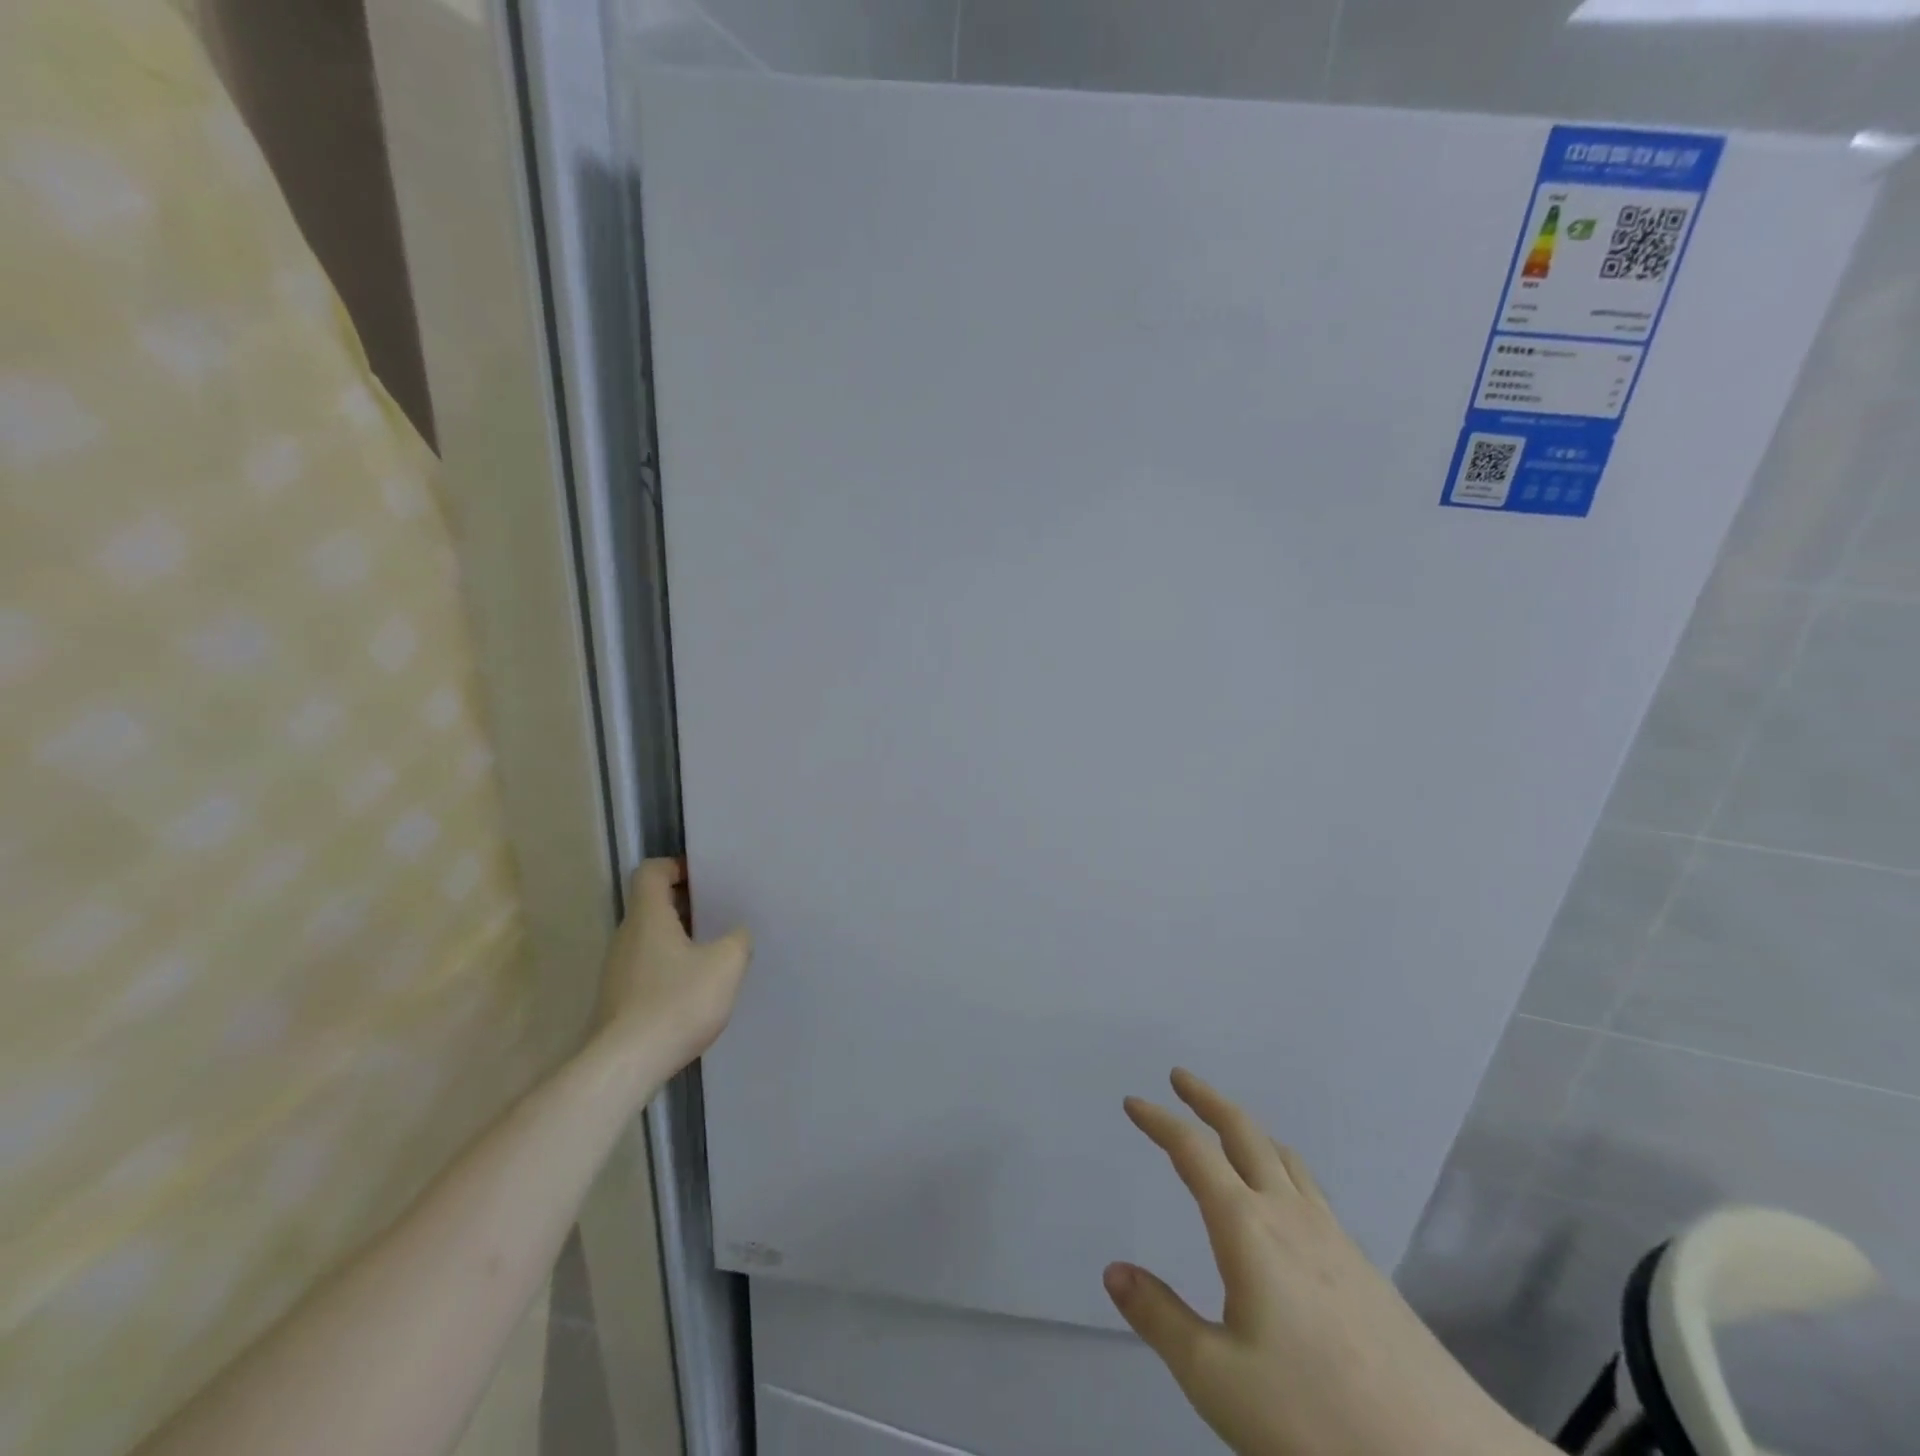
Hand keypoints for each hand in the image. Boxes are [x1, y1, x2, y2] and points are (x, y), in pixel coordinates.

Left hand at [593, 858, 752, 1080]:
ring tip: (713, 952)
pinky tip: (695, 989)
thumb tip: (736, 934)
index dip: (676, 867)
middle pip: (652, 905)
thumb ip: (738, 939)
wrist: (625, 1065)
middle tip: (720, 913)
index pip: (651, 872)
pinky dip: (670, 966)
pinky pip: (647, 967)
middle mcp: (626, 937)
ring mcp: (618, 970)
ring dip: (680, 938)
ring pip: (650, 938)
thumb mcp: (726, 964)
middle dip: (685, 904)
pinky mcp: (618, 1000)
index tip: (705, 878)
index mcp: (648, 917)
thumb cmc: (676, 1003)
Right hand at [1106, 1070, 1547, 1455]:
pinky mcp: (1363, 1265)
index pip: (1193, 1153)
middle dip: (1208, 1100)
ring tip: (1229, 1127)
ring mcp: (1332, 1236)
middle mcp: (1289, 1214)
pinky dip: (1279, 1162)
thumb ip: (1160, 1319)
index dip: (1160, 1121)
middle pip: (1244, 1133)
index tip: (1134, 1102)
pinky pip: (1308, 1186)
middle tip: (1180, 1079)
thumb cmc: (1314, 1416)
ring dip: (1247, 1128)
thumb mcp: (1216, 1378)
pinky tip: (1284, 1198)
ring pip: (1283, 1156)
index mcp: (1248, 1227)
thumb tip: (1114, 1271)